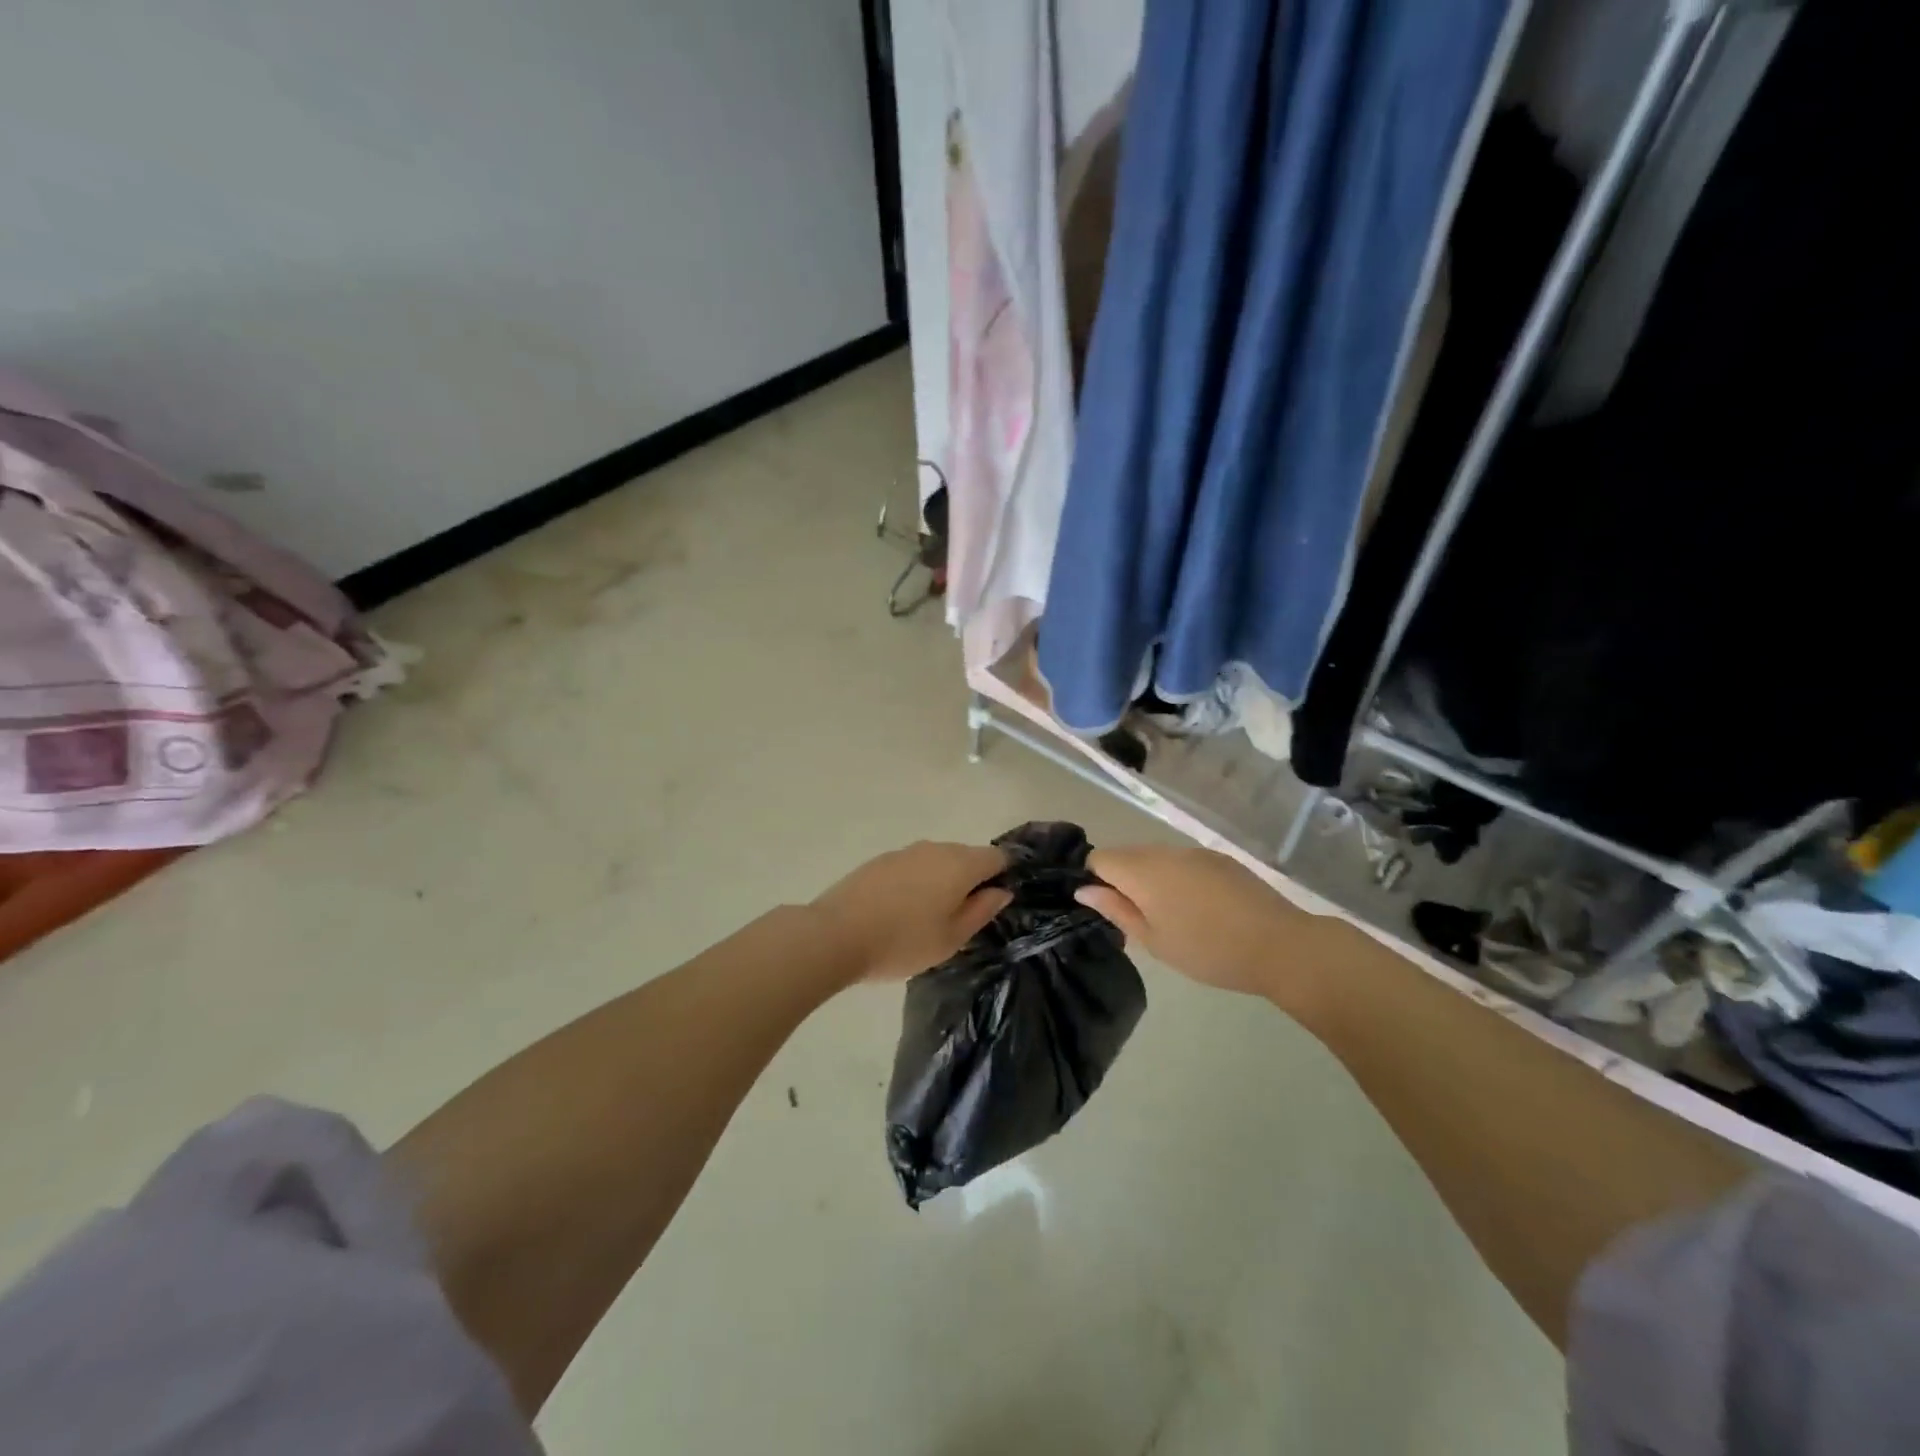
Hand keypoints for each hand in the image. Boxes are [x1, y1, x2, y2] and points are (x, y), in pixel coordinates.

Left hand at [811, 841, 1011, 983]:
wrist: (835, 934)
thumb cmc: (903, 942)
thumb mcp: (951, 938)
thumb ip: (982, 911)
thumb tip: (1001, 890)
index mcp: (960, 864)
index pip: (997, 856)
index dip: (1003, 875)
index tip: (994, 902)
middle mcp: (935, 848)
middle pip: (967, 855)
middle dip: (971, 879)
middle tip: (962, 917)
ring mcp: (905, 851)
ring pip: (938, 860)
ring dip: (942, 880)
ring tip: (929, 917)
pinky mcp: (880, 860)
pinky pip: (912, 866)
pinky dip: (916, 882)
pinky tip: (902, 910)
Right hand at [1075, 844, 1321, 1000]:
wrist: (1280, 945)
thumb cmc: (1208, 950)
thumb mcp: (1154, 940)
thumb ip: (1117, 910)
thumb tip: (1084, 890)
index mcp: (1142, 871)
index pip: (1099, 858)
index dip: (1095, 880)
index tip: (1108, 909)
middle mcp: (1165, 851)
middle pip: (1127, 854)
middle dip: (1123, 880)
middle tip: (1138, 919)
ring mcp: (1195, 852)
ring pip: (1156, 857)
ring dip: (1152, 879)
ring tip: (1171, 916)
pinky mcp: (1220, 858)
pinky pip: (1184, 861)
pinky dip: (1179, 878)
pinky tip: (1199, 908)